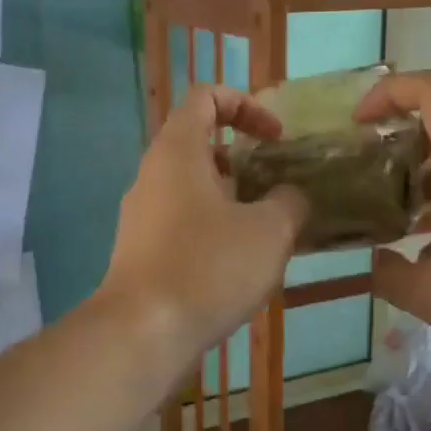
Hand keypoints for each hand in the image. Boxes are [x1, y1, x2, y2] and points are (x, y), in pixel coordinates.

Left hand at [98, 84, 307, 365]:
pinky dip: (214, 230)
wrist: (142, 333)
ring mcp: (141, 216)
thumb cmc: (208, 267)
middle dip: (245, 160)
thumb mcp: (270, 231)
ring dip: (233, 200)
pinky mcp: (141, 251)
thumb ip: (289, 202)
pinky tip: (241, 266)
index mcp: (177, 151)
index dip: (246, 105)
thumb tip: (290, 196)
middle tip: (278, 187)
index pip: (205, 97)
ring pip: (193, 189)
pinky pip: (183, 224)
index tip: (276, 138)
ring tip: (269, 232)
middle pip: (199, 145)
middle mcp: (152, 175)